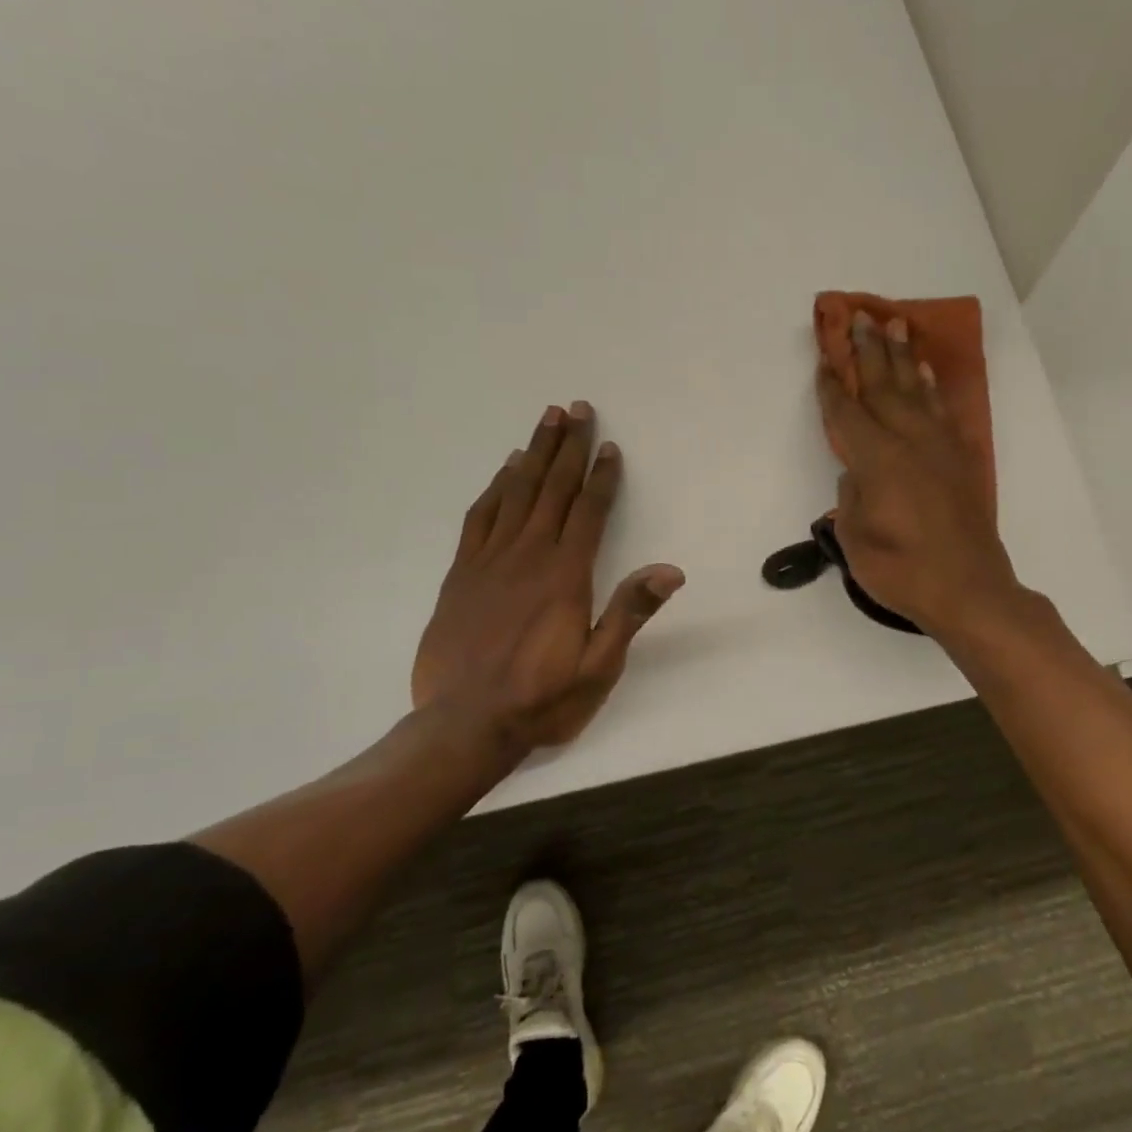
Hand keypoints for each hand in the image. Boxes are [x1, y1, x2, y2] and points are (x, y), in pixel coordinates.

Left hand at [411, 402, 683, 769]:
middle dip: (568, 447)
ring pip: (516, 493)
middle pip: (552, 489)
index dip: (601, 477)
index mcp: (565, 577)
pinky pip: (481, 517)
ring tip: (547, 420)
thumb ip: (629, 614)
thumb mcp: (598, 667)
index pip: (589, 512)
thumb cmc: (542, 698)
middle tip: (577, 408)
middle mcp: (528, 557)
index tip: (610, 446)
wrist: (465, 723)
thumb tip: (669, 570)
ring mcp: (490, 561)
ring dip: (534, 453)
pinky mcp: (462, 573)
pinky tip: (506, 470)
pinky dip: (496, 487)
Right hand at [815, 314, 1024, 638]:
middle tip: (860, 315)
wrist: (968, 589)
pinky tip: (926, 373)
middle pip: (884, 386)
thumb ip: (851, 497)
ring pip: (917, 390)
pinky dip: (933, 387)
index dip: (832, 387)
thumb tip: (857, 472)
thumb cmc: (902, 571)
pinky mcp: (960, 460)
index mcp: (877, 460)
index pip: (847, 414)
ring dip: (904, 356)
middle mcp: (909, 442)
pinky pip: (944, 410)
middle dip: (868, 350)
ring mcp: (939, 448)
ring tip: (896, 325)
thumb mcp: (857, 538)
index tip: (824, 360)